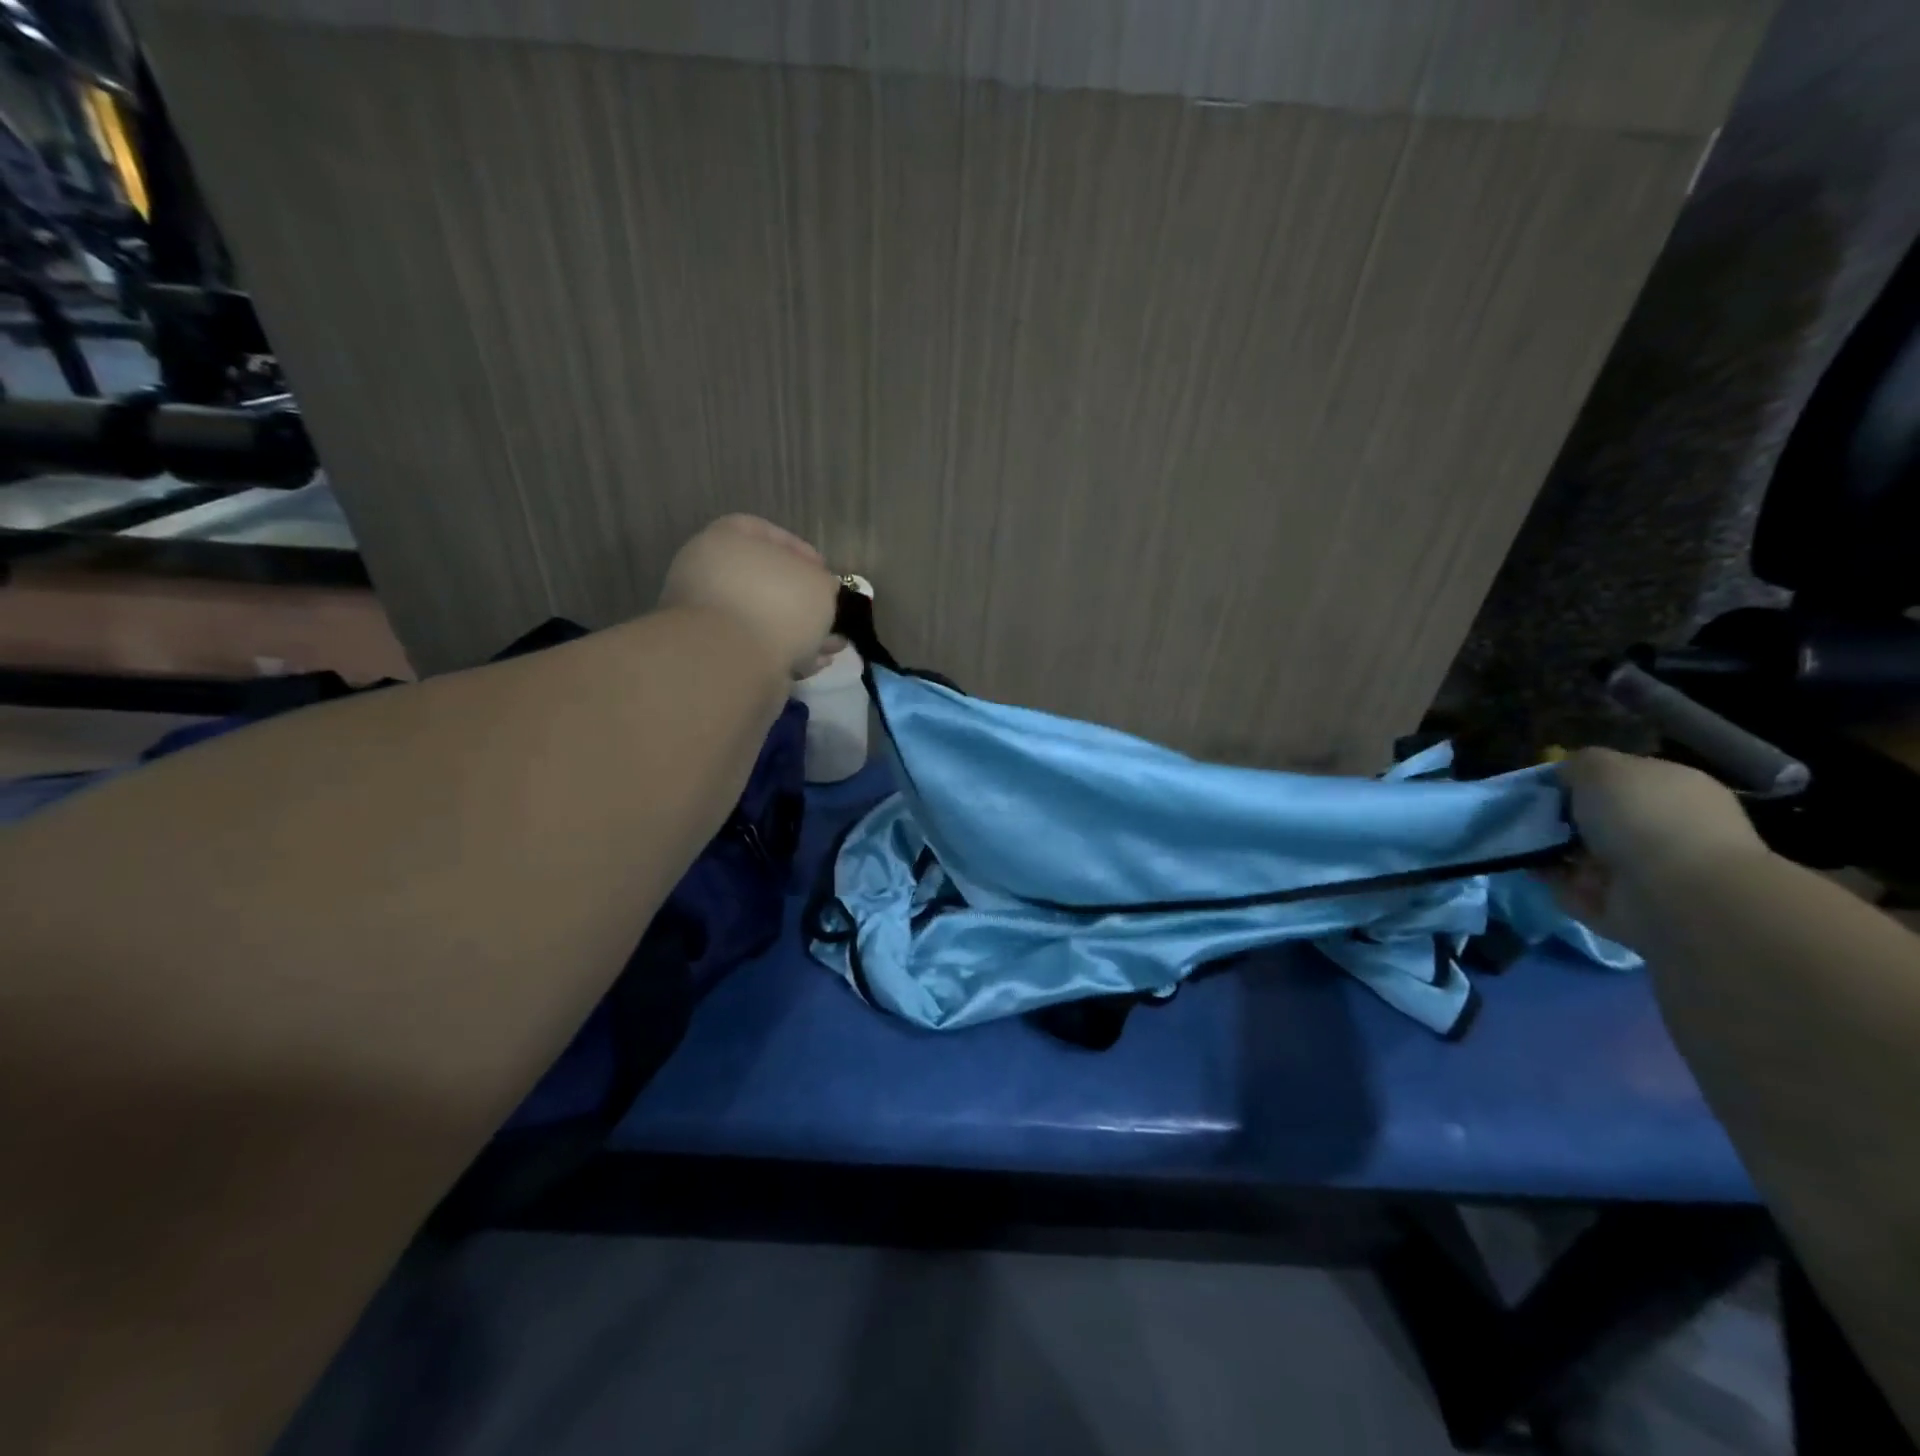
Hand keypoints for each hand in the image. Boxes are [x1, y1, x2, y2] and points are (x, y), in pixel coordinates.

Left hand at [658, 515, 839, 677]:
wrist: (732, 663)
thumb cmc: (777, 604)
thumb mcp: (818, 583)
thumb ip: (821, 581)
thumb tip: (819, 588)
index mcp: (724, 541)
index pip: (759, 530)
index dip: (797, 548)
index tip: (823, 569)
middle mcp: (708, 574)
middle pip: (761, 580)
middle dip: (801, 598)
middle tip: (828, 610)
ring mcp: (708, 618)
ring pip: (762, 619)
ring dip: (798, 631)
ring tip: (831, 646)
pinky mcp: (713, 656)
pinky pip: (756, 649)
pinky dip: (784, 654)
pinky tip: (813, 665)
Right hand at [1546, 748, 1769, 945]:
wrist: (1675, 894)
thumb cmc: (1643, 817)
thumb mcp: (1601, 767)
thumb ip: (1579, 764)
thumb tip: (1567, 776)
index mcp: (1674, 788)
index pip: (1622, 778)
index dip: (1581, 780)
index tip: (1546, 787)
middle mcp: (1668, 827)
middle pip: (1602, 819)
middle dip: (1563, 820)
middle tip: (1531, 818)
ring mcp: (1649, 870)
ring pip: (1587, 854)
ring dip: (1554, 851)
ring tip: (1522, 844)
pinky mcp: (1626, 905)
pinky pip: (1578, 888)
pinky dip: (1554, 881)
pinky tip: (1533, 870)